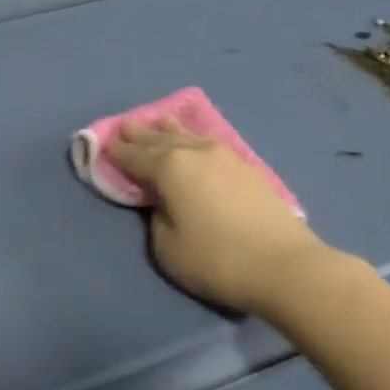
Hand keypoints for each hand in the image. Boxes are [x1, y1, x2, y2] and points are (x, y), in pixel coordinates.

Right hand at [109, 118, 329, 314]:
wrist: (285, 266)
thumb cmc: (217, 259)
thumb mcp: (167, 248)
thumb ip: (156, 218)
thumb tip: (164, 203)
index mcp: (170, 167)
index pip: (135, 155)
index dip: (117, 151)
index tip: (104, 143)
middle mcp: (196, 152)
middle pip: (161, 139)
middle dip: (141, 134)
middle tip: (126, 125)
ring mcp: (226, 156)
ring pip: (190, 136)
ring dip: (171, 131)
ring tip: (161, 123)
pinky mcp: (248, 168)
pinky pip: (211, 144)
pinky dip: (196, 140)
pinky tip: (198, 142)